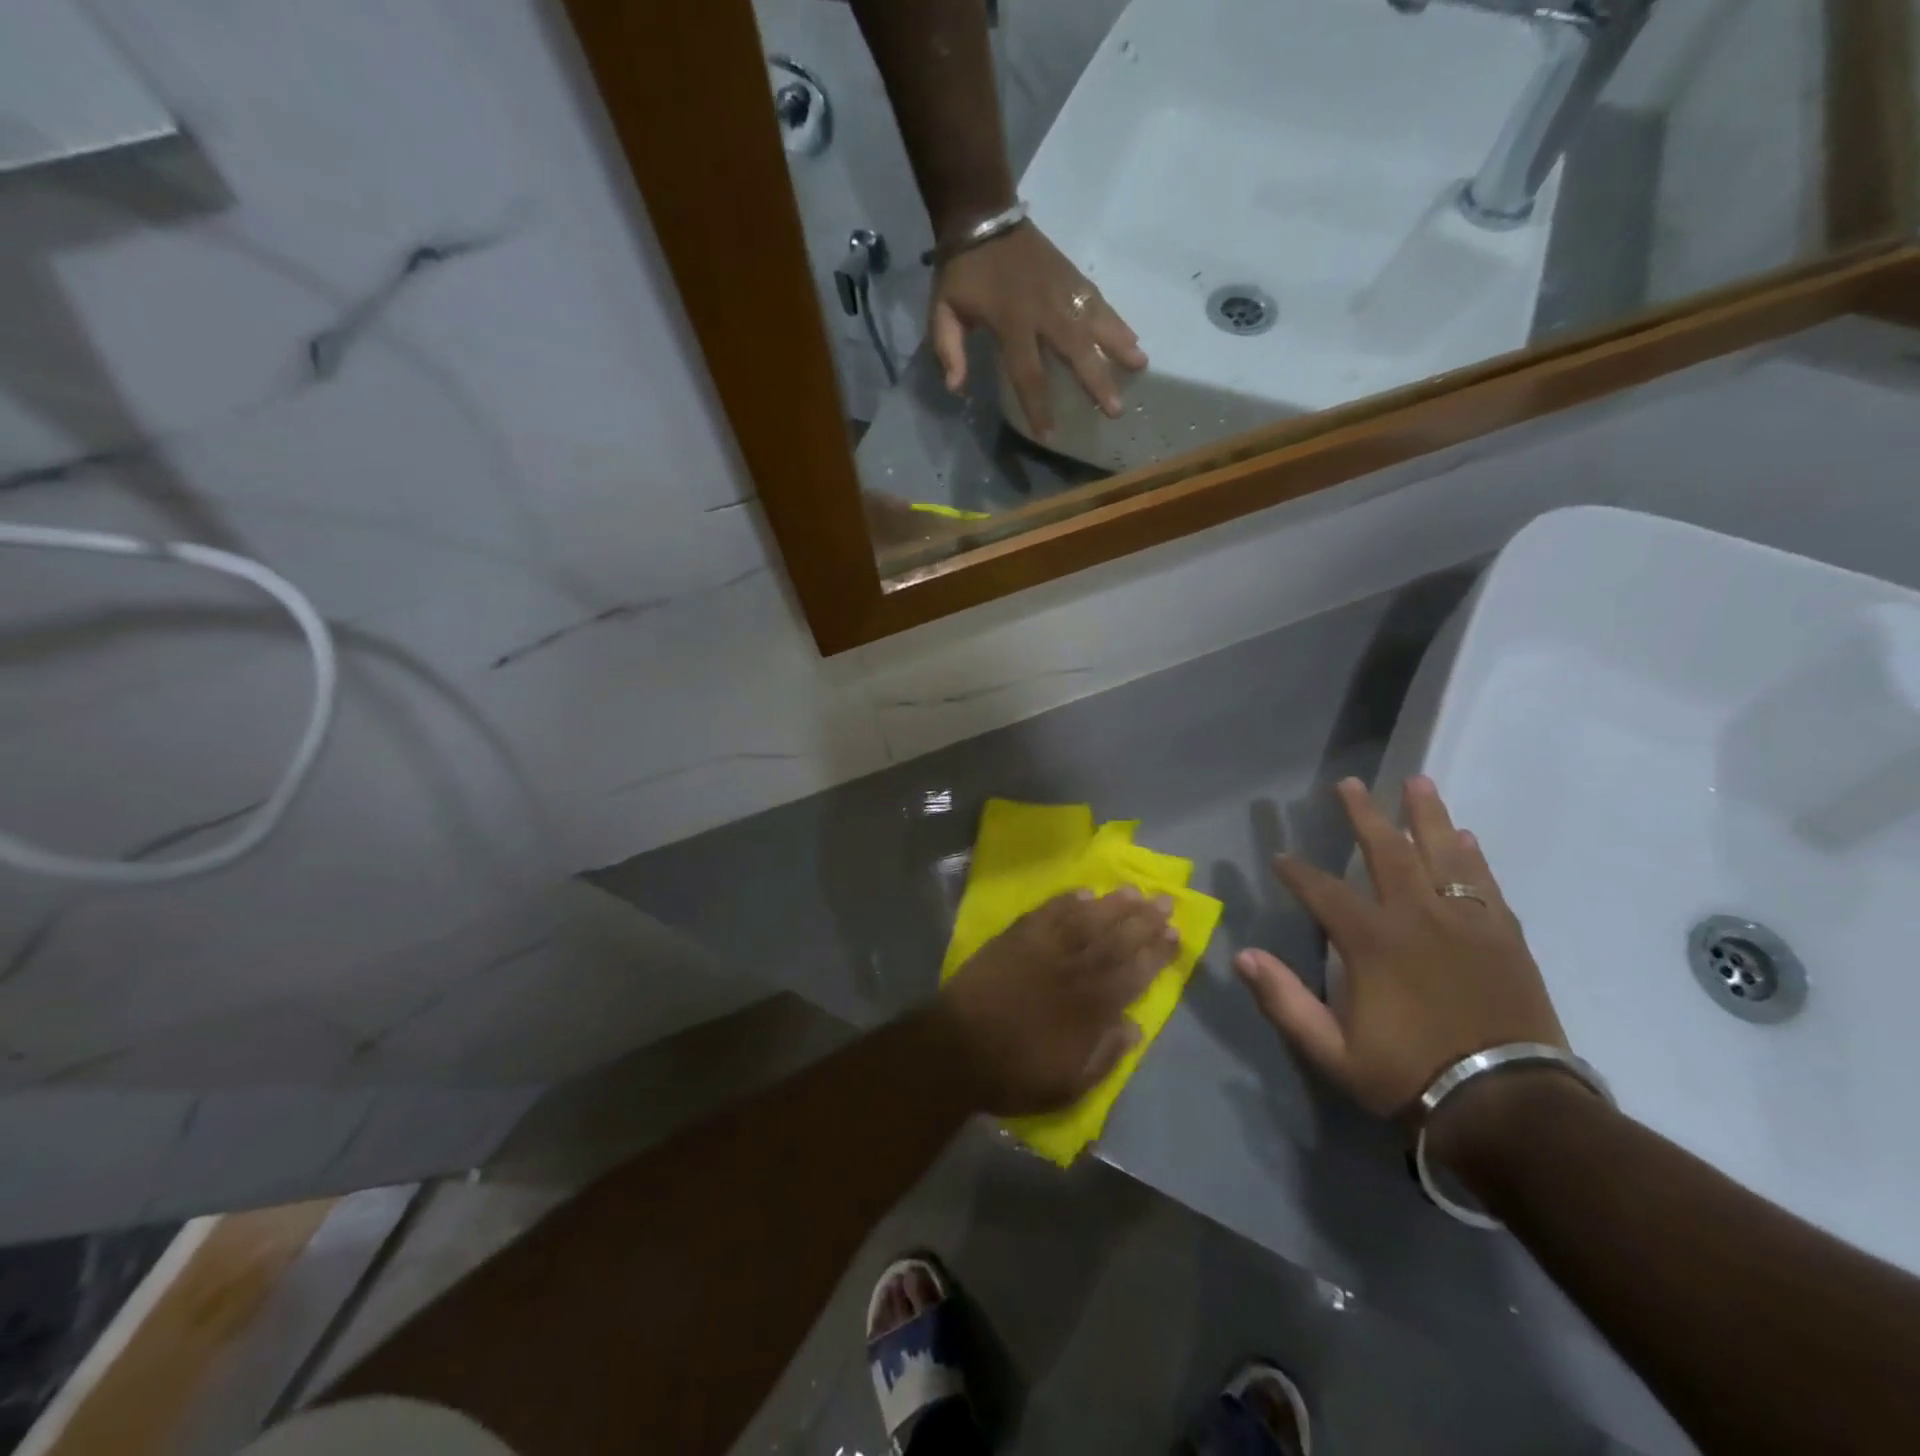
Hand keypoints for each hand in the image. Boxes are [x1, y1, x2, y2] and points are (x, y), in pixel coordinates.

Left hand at [929, 223, 1146, 437]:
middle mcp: (1044, 307)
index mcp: (1011, 320)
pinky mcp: (1072, 275)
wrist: (981, 211)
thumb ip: (948, 350)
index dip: (1038, 406)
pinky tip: (1133, 337)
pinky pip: (1098, 301)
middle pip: (1075, 349)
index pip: (1028, 372)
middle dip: (1096, 381)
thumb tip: (956, 389)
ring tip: (1140, 366)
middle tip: (1116, 410)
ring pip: (1096, 321)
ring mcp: (1062, 288)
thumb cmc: (962, 270)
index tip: (1049, 434)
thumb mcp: (943, 311)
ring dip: (1119, 346)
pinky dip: (1117, 320)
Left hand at [934, 888, 1177, 1116]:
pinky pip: (1047, 913)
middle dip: (1144, 920)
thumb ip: (1106, 1056)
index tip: (1177, 933)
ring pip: (1086, 920)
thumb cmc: (1014, 1073)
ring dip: (1112, 905)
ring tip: (1134, 890)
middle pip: (1116, 939)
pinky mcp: (1015, 938)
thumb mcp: (1068, 1085)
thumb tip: (1135, 1026)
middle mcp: (1074, 971)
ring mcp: (1043, 950)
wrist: (956, 1049)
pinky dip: (1066, 901)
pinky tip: (1083, 892)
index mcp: (1092, 1008)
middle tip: (1165, 900)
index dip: (1158, 953)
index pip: (1135, 973)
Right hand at [1233, 776, 1567, 1122]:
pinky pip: (1484, 883)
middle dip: (1364, 815)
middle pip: (1387, 852)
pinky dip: (1472, 856)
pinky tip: (1464, 837)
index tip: (1280, 858)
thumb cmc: (1410, 1076)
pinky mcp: (1504, 937)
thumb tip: (1244, 955)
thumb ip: (1285, 1001)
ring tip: (1417, 782)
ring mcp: (1467, 923)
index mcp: (1372, 942)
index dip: (1297, 872)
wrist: (1510, 1108)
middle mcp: (1418, 917)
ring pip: (1443, 854)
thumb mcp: (1332, 1050)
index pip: (1323, 891)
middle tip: (1350, 783)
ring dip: (1426, 816)